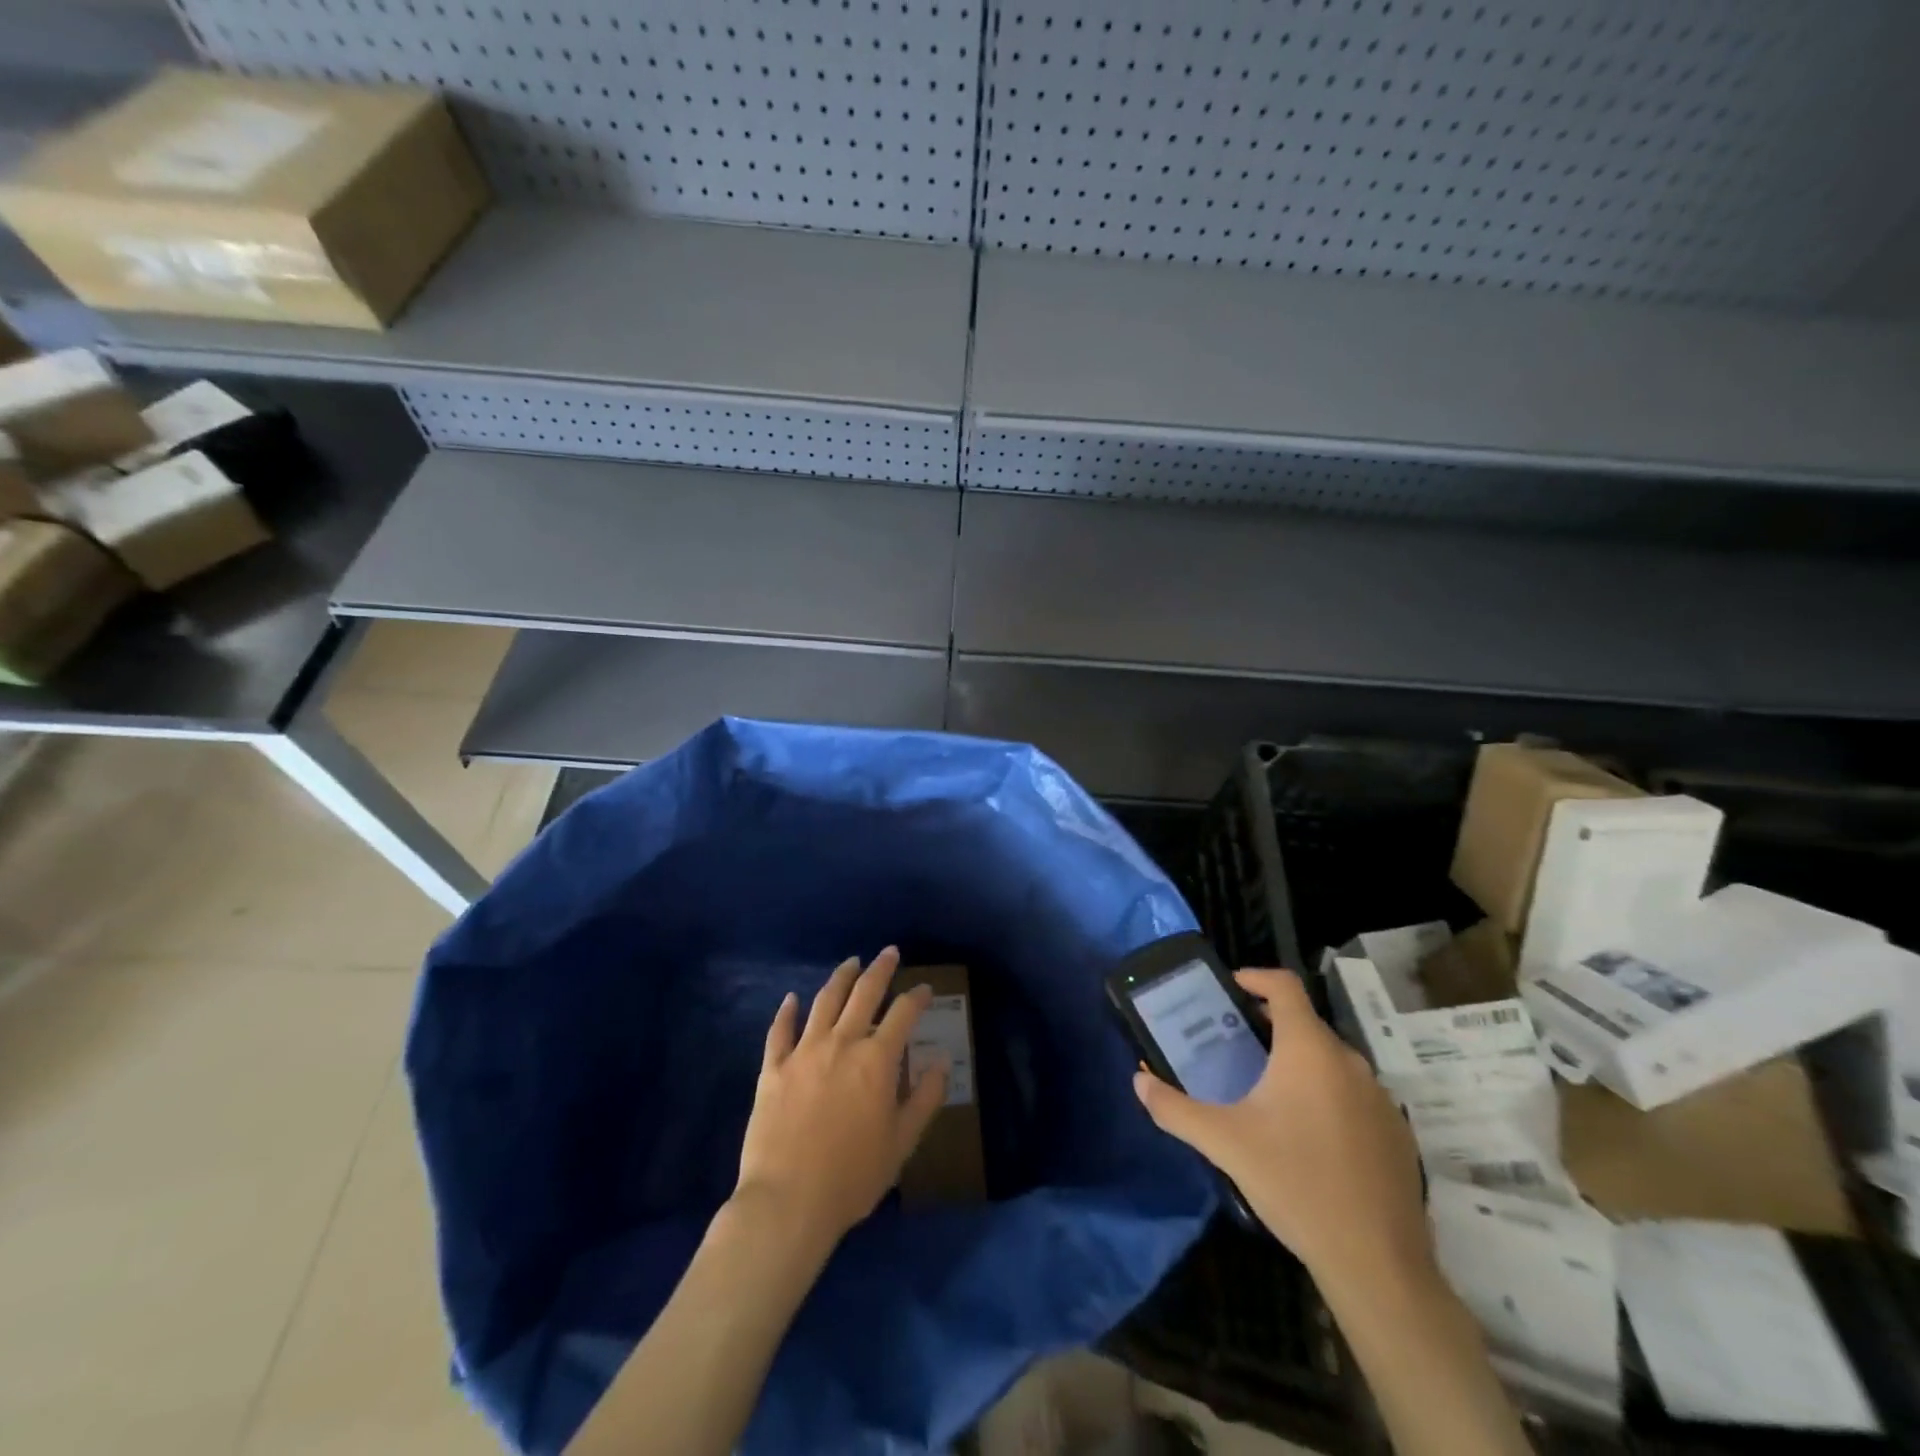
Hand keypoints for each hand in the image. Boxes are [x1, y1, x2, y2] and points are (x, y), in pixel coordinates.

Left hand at [735, 947, 948, 1250]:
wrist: (788, 1202)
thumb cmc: (853, 1176)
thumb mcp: (902, 1142)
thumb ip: (925, 1098)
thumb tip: (941, 1062)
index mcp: (877, 1060)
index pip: (902, 1014)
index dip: (917, 998)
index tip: (925, 989)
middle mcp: (842, 1043)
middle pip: (863, 994)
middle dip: (880, 970)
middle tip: (889, 952)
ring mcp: (804, 1052)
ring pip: (824, 1002)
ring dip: (840, 978)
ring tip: (851, 963)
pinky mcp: (773, 1069)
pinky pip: (780, 1031)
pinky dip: (787, 1011)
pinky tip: (791, 999)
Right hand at [1133, 969, 1433, 1295]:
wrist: (1376, 1263)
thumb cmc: (1295, 1184)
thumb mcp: (1224, 1143)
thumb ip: (1175, 1108)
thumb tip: (1138, 1082)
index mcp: (1309, 1050)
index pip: (1285, 986)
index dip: (1256, 977)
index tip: (1230, 988)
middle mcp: (1350, 1061)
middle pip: (1305, 1024)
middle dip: (1269, 1027)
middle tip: (1234, 1046)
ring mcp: (1380, 1098)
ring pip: (1331, 1061)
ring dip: (1298, 1062)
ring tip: (1265, 1090)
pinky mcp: (1397, 1133)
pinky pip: (1354, 1095)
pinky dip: (1327, 1095)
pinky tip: (1307, 1135)